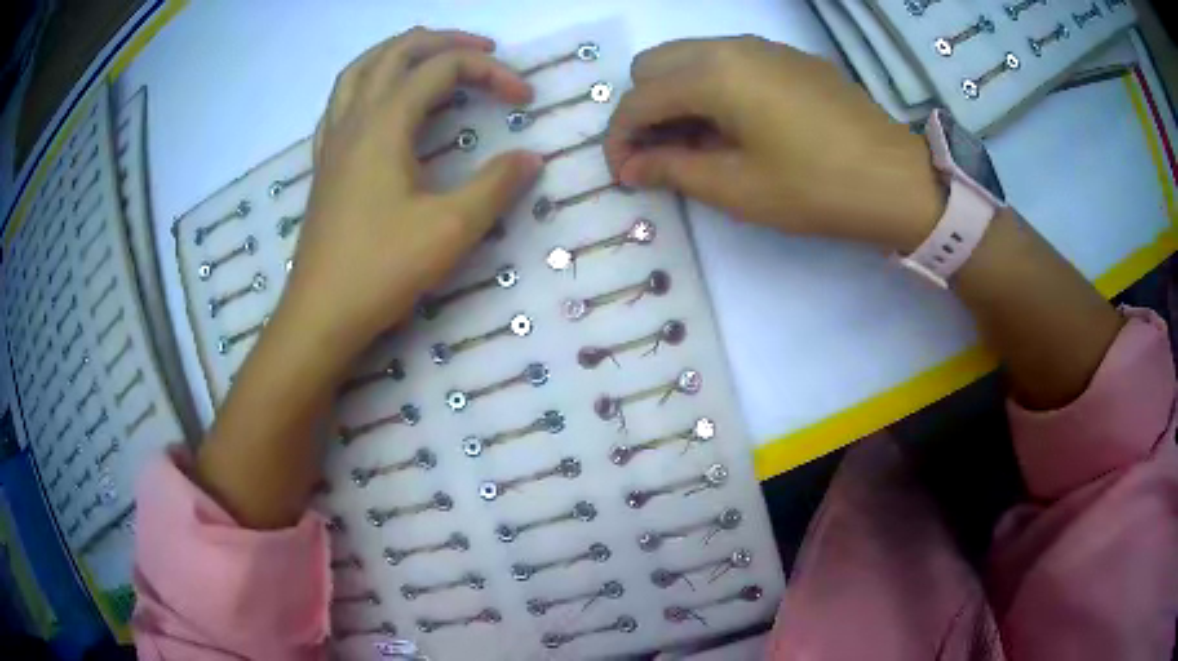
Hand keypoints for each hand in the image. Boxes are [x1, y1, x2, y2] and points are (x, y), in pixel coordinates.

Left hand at [278, 27, 542, 360]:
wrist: (320, 314)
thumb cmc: (381, 269)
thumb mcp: (451, 228)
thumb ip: (496, 185)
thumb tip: (531, 158)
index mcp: (384, 124)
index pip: (443, 69)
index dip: (491, 73)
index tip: (525, 99)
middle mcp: (354, 120)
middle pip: (396, 52)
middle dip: (445, 41)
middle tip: (484, 51)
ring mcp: (333, 141)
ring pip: (360, 71)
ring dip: (398, 52)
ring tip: (430, 57)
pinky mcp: (324, 165)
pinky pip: (340, 102)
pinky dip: (366, 84)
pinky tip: (379, 101)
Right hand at [604, 37, 943, 252]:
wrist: (897, 179)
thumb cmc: (815, 188)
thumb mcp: (737, 187)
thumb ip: (672, 169)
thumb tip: (629, 166)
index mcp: (712, 74)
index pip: (639, 100)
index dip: (619, 139)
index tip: (623, 174)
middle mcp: (731, 45)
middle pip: (655, 64)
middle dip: (645, 108)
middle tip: (662, 155)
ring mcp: (764, 47)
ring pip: (691, 57)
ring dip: (677, 96)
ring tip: (698, 143)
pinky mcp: (789, 57)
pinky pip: (729, 61)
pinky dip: (712, 88)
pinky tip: (737, 125)